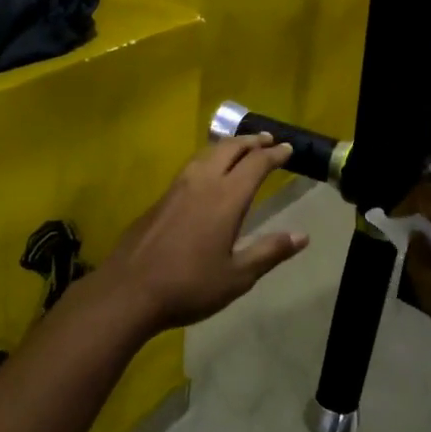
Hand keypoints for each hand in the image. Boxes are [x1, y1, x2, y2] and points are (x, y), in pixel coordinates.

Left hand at [95, 134, 306, 332]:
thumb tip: (302, 236)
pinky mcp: (160, 199)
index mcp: (226, 198)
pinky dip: (209, 159)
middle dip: (252, 141)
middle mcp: (202, 183)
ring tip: (240, 148)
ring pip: (207, 153)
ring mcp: (177, 188)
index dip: (275, 154)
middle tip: (268, 140)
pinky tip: (208, 173)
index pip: (256, 164)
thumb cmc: (189, 286)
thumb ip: (269, 252)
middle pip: (230, 149)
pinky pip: (192, 166)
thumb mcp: (237, 277)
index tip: (288, 149)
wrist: (128, 291)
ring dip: (229, 146)